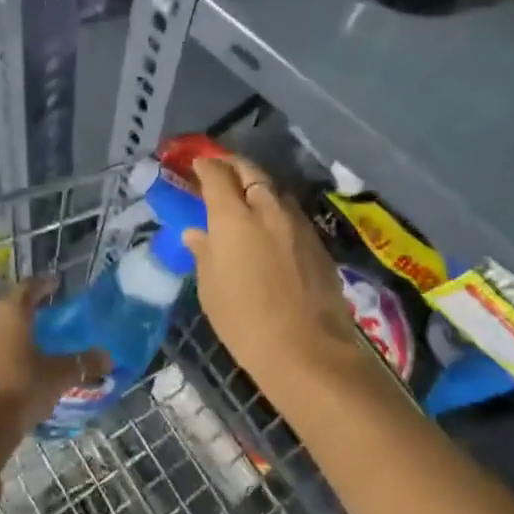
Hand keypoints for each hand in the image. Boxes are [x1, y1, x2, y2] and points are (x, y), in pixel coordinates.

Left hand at [0, 278, 108, 464]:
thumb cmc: (19, 391)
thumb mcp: (58, 377)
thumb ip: (83, 363)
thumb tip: (108, 356)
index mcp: (11, 311)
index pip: (29, 286)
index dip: (44, 284)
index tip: (56, 284)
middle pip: (8, 303)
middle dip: (27, 306)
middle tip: (46, 312)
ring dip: (10, 327)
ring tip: (29, 338)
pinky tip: (10, 362)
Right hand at [184, 155, 359, 390]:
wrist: (307, 349)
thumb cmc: (244, 322)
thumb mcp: (211, 289)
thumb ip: (204, 253)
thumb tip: (197, 233)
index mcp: (232, 217)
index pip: (217, 175)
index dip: (205, 166)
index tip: (198, 164)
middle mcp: (266, 209)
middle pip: (250, 171)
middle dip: (233, 166)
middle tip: (222, 169)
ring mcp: (296, 222)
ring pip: (274, 190)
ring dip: (258, 186)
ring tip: (247, 197)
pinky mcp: (317, 240)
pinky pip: (291, 213)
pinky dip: (276, 210)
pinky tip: (272, 227)